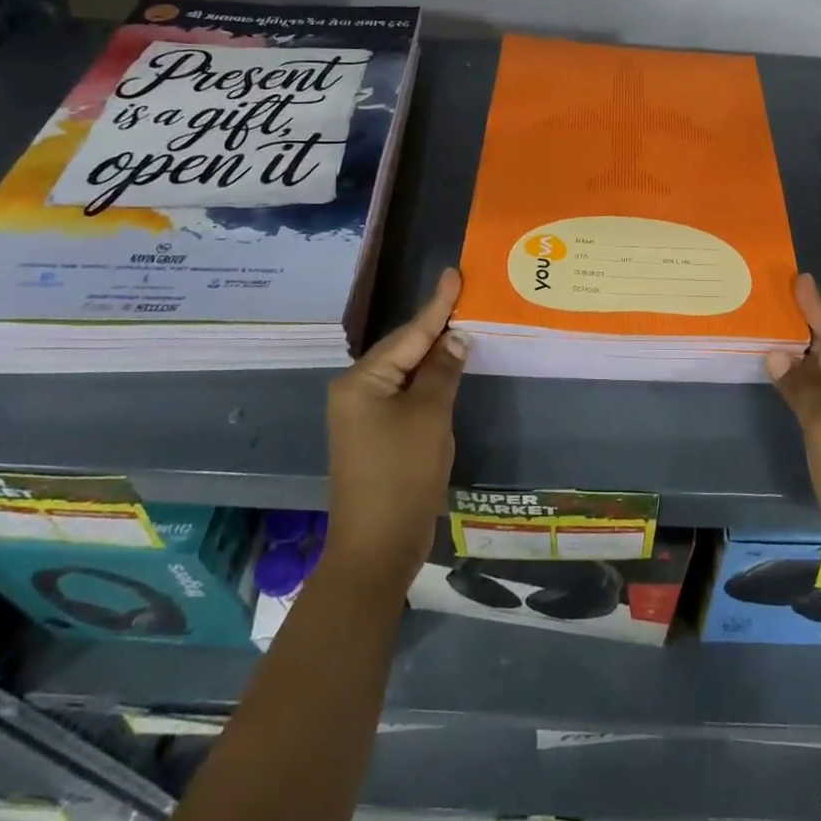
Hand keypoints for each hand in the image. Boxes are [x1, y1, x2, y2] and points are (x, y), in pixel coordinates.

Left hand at [322, 268, 466, 595]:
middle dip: (435, 326)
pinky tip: (448, 370)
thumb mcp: (429, 416)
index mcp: (362, 380)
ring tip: (460, 324)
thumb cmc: (402, 474)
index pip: (410, 334)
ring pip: (406, 373)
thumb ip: (443, 371)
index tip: (454, 272)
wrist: (377, 547)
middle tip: (464, 296)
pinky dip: (428, 382)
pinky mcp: (376, 435)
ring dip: (434, 354)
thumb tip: (456, 338)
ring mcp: (364, 415)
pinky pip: (406, 395)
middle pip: (404, 349)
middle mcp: (356, 391)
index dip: (437, 304)